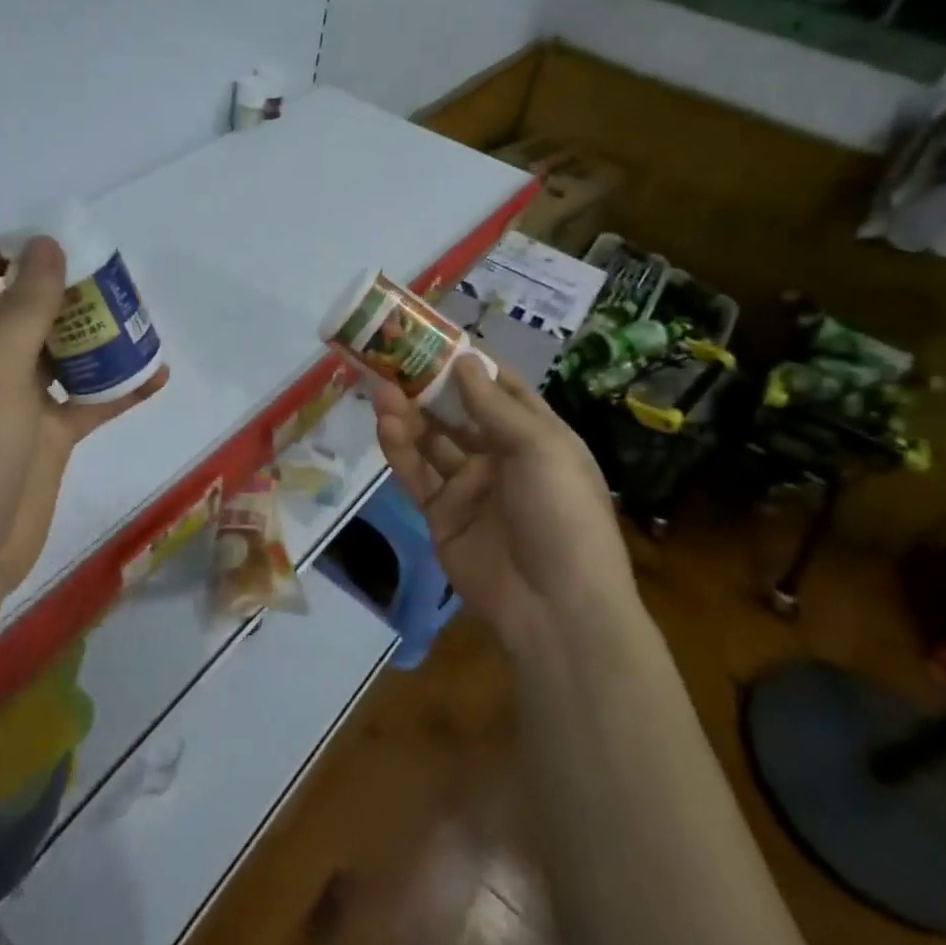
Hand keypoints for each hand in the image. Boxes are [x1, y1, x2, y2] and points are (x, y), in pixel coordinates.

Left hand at [0, 236, 168, 593]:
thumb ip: (25, 306)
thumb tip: (48, 243)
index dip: (16, 246)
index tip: (65, 233)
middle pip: (30, 306)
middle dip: (69, 286)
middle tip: (115, 271)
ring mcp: (21, 397)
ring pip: (64, 350)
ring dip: (98, 334)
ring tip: (139, 314)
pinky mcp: (50, 432)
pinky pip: (90, 399)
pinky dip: (120, 387)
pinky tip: (157, 375)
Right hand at [372, 355, 632, 654]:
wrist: (556, 608)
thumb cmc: (562, 513)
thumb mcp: (540, 448)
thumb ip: (494, 405)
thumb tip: (465, 358)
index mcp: (537, 436)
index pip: (499, 388)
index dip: (468, 363)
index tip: (433, 336)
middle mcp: (502, 455)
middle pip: (458, 411)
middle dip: (428, 386)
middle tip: (393, 359)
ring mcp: (470, 485)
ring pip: (432, 440)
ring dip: (410, 414)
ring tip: (382, 391)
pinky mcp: (442, 513)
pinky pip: (418, 473)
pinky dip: (401, 449)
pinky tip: (386, 425)